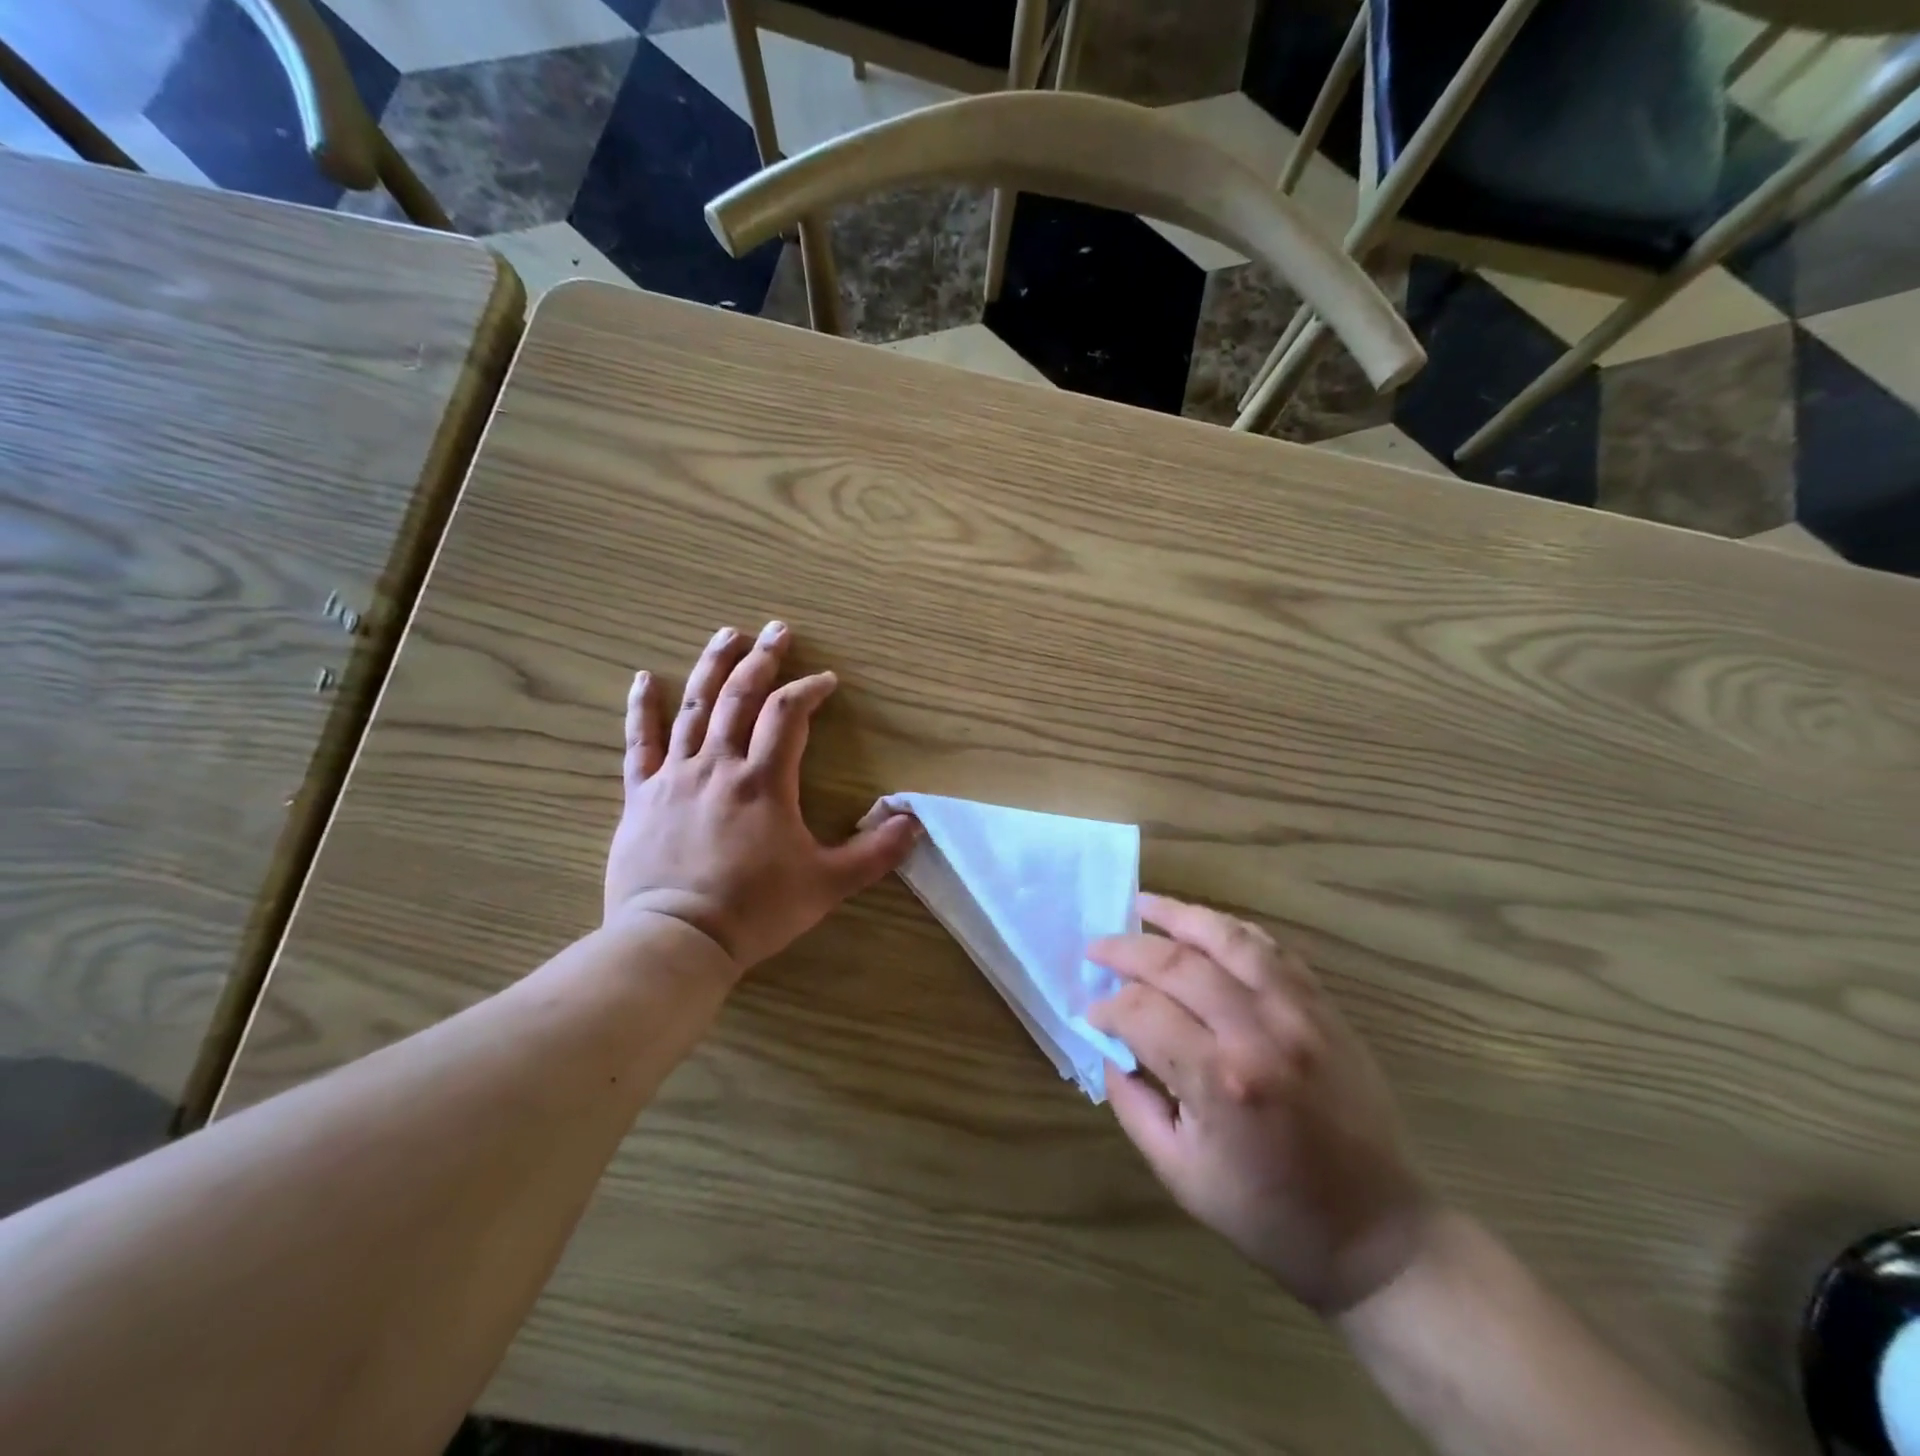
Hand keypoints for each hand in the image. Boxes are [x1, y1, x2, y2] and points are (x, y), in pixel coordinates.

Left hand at [606, 621, 919, 970]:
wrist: (676, 940)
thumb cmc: (756, 910)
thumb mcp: (828, 885)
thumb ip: (874, 853)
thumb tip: (913, 822)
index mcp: (763, 781)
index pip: (788, 715)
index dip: (809, 690)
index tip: (826, 682)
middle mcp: (718, 765)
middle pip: (741, 696)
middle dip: (763, 660)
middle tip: (777, 630)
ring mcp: (675, 777)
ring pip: (694, 707)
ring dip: (712, 667)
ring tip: (726, 634)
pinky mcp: (641, 796)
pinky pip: (640, 743)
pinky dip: (642, 709)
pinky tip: (644, 679)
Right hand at [1088, 895, 1432, 1313]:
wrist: (1379, 1234)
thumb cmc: (1270, 1215)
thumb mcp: (1180, 1174)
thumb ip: (1133, 1103)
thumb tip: (1111, 1045)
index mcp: (1220, 1081)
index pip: (1141, 1013)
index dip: (1107, 1007)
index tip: (1091, 1012)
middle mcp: (1258, 1032)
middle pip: (1176, 963)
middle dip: (1126, 950)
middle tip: (1097, 948)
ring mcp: (1299, 1012)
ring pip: (1228, 938)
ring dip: (1179, 915)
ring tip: (1143, 905)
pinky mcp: (1326, 1008)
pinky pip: (1272, 950)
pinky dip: (1232, 930)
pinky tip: (1205, 925)